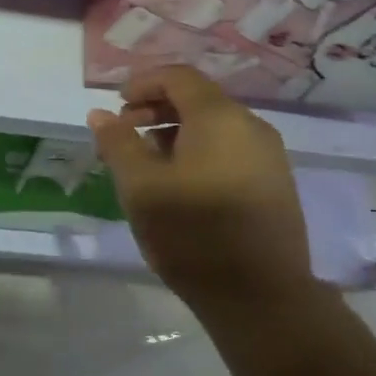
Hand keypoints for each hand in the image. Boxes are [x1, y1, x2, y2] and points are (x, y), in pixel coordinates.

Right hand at [88, 65, 312, 320]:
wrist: (263, 299)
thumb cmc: (193, 234)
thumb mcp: (141, 187)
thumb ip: (118, 144)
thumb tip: (100, 114)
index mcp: (219, 118)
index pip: (178, 77)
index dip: (143, 84)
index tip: (116, 107)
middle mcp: (250, 127)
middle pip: (198, 99)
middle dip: (156, 110)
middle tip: (125, 135)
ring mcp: (268, 157)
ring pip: (214, 127)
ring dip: (176, 133)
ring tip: (147, 165)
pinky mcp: (275, 185)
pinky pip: (230, 150)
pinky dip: (199, 152)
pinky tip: (180, 186)